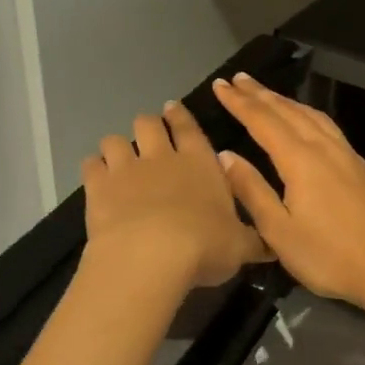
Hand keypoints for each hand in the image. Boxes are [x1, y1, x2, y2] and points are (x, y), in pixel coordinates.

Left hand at [82, 100, 270, 289]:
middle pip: (148, 123)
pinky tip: (97, 178)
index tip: (172, 108)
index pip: (189, 127)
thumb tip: (274, 247)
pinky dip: (94, 168)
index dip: (180, 116)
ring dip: (117, 146)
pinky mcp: (98, 186)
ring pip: (115, 140)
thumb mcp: (240, 247)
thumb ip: (254, 242)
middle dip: (148, 125)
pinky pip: (91, 164)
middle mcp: (162, 157)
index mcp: (200, 162)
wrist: (151, 255)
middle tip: (149, 135)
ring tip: (119, 158)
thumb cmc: (205, 246)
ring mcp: (126, 168)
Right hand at [211, 74, 364, 312]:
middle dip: (261, 94)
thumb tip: (226, 155)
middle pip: (288, 112)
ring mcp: (350, 156)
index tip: (220, 85)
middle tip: (239, 79)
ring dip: (287, 102)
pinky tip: (309, 124)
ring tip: (269, 94)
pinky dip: (310, 116)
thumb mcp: (279, 232)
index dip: (240, 102)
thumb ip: (252, 190)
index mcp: (300, 160)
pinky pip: (330, 129)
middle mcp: (325, 148)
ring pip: (313, 116)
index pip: (263, 121)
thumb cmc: (330, 256)